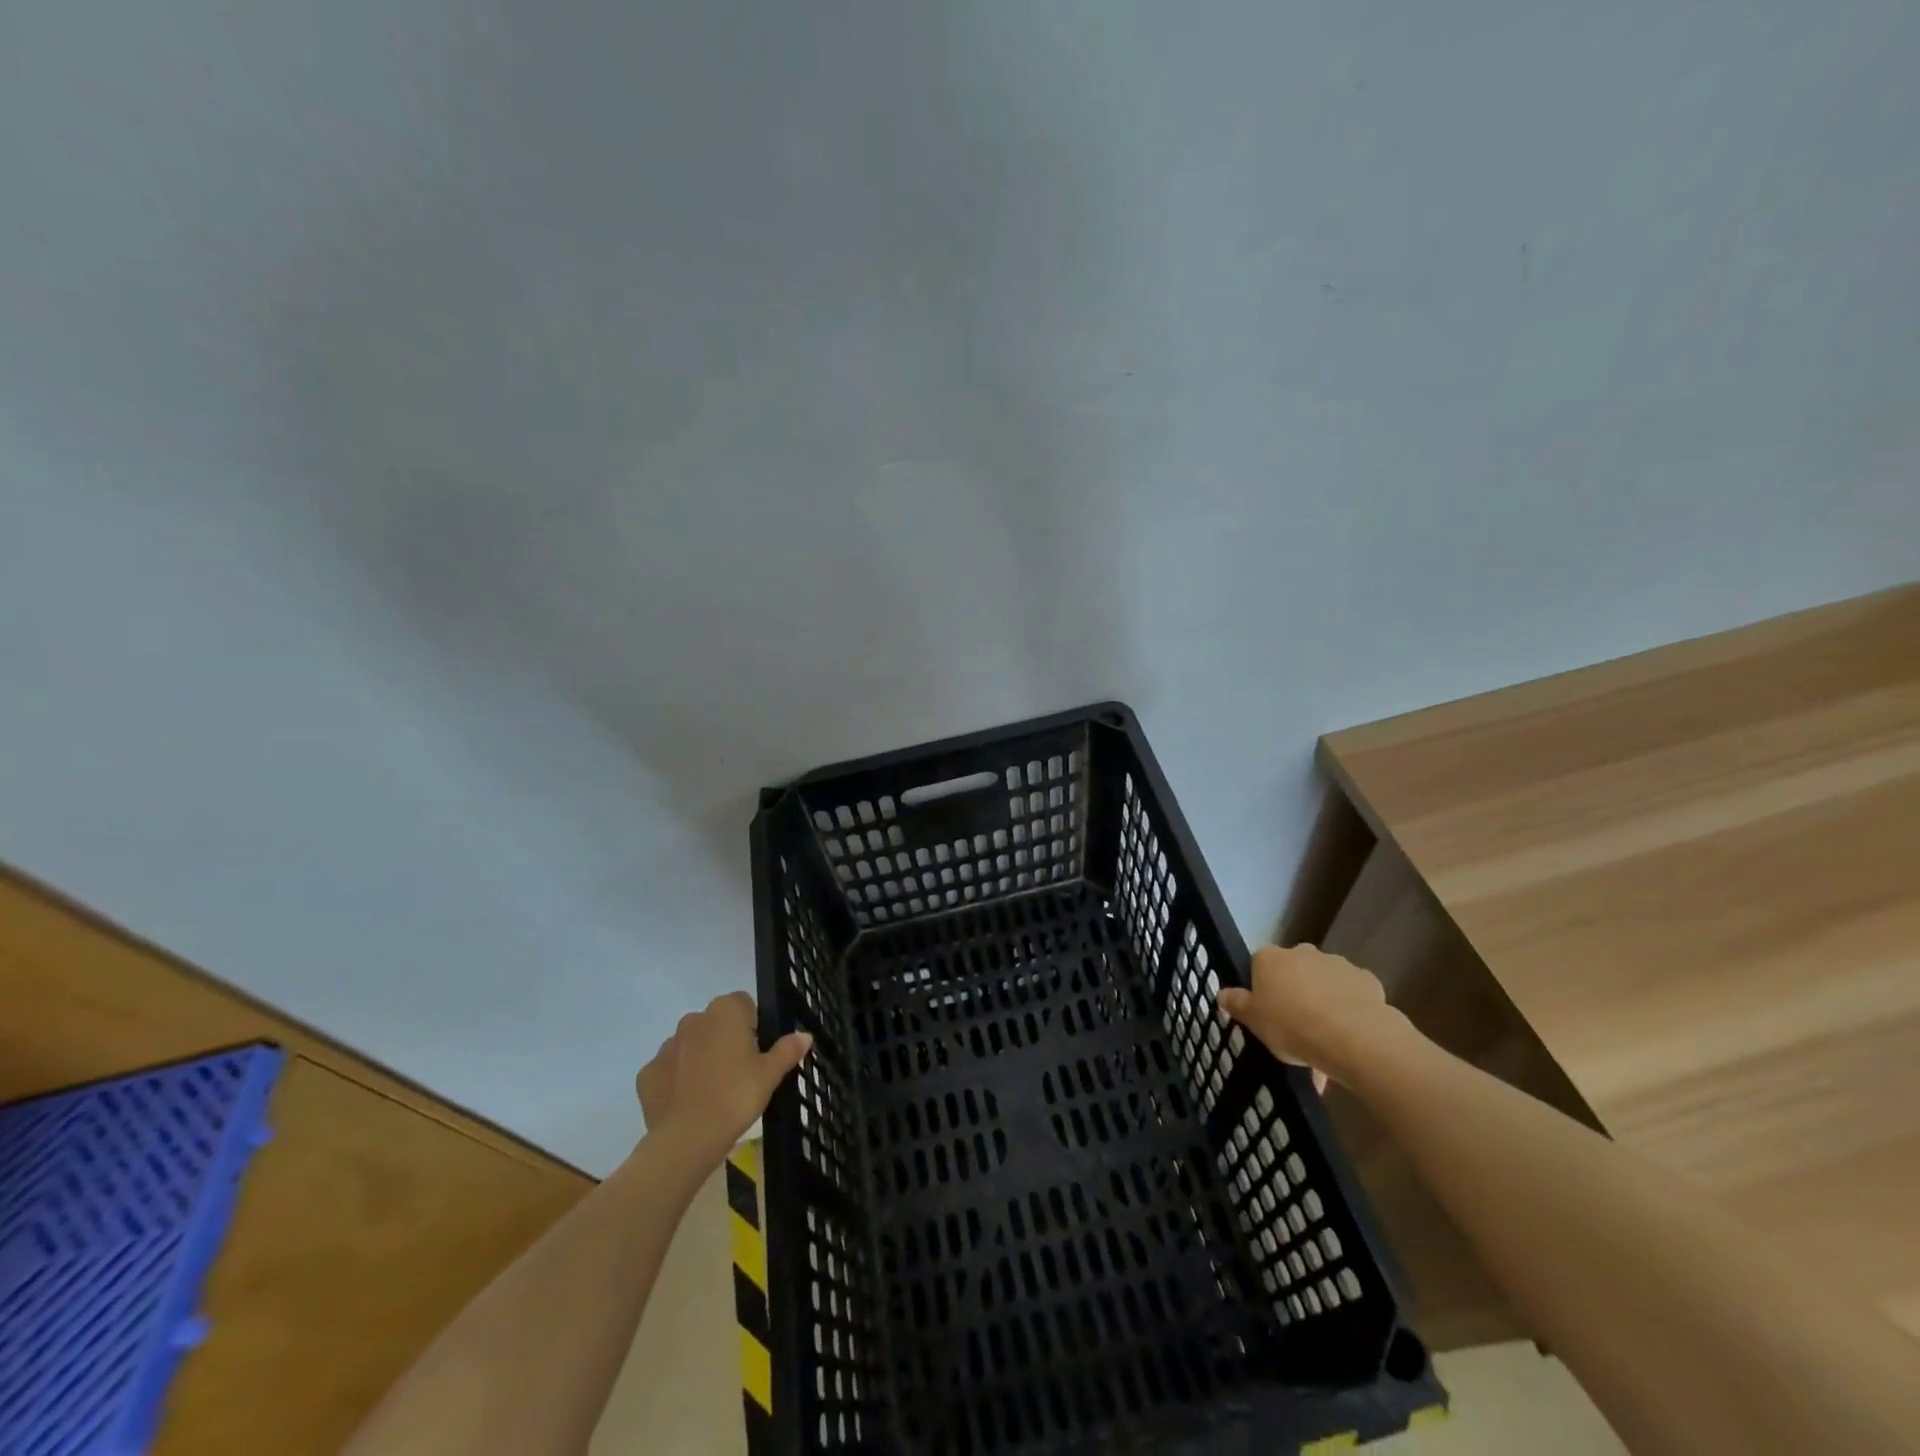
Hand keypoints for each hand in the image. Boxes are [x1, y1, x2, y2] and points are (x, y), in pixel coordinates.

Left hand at [636, 992, 811, 1165]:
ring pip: (690, 1045)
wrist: (688, 1138)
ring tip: (713, 1091)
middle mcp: (694, 1019)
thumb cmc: (736, 1096)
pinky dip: (677, 1081)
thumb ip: (787, 1050)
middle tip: (739, 1073)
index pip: (743, 1004)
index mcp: (726, 1011)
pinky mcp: (647, 1073)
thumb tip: (805, 1035)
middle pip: (715, 1022)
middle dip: (725, 1040)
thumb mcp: (770, 1074)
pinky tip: (688, 1103)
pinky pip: (668, 1070)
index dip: (753, 1026)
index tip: (757, 1052)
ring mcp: (666, 1046)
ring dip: (700, 1058)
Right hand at [1216, 944, 1409, 1086]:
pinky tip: (1350, 1036)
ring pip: (1324, 983)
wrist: (1352, 1037)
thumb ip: (1236, 1004)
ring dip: (1323, 1003)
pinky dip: (1349, 1009)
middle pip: (1293, 972)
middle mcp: (1302, 952)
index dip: (1263, 990)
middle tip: (1296, 1028)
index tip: (1267, 1015)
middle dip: (1295, 993)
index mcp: (1269, 958)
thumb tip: (1222, 994)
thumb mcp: (1253, 1021)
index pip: (1259, 966)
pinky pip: (1352, 994)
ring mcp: (1337, 963)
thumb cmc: (1291, 1026)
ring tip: (1326, 1041)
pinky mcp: (1366, 979)